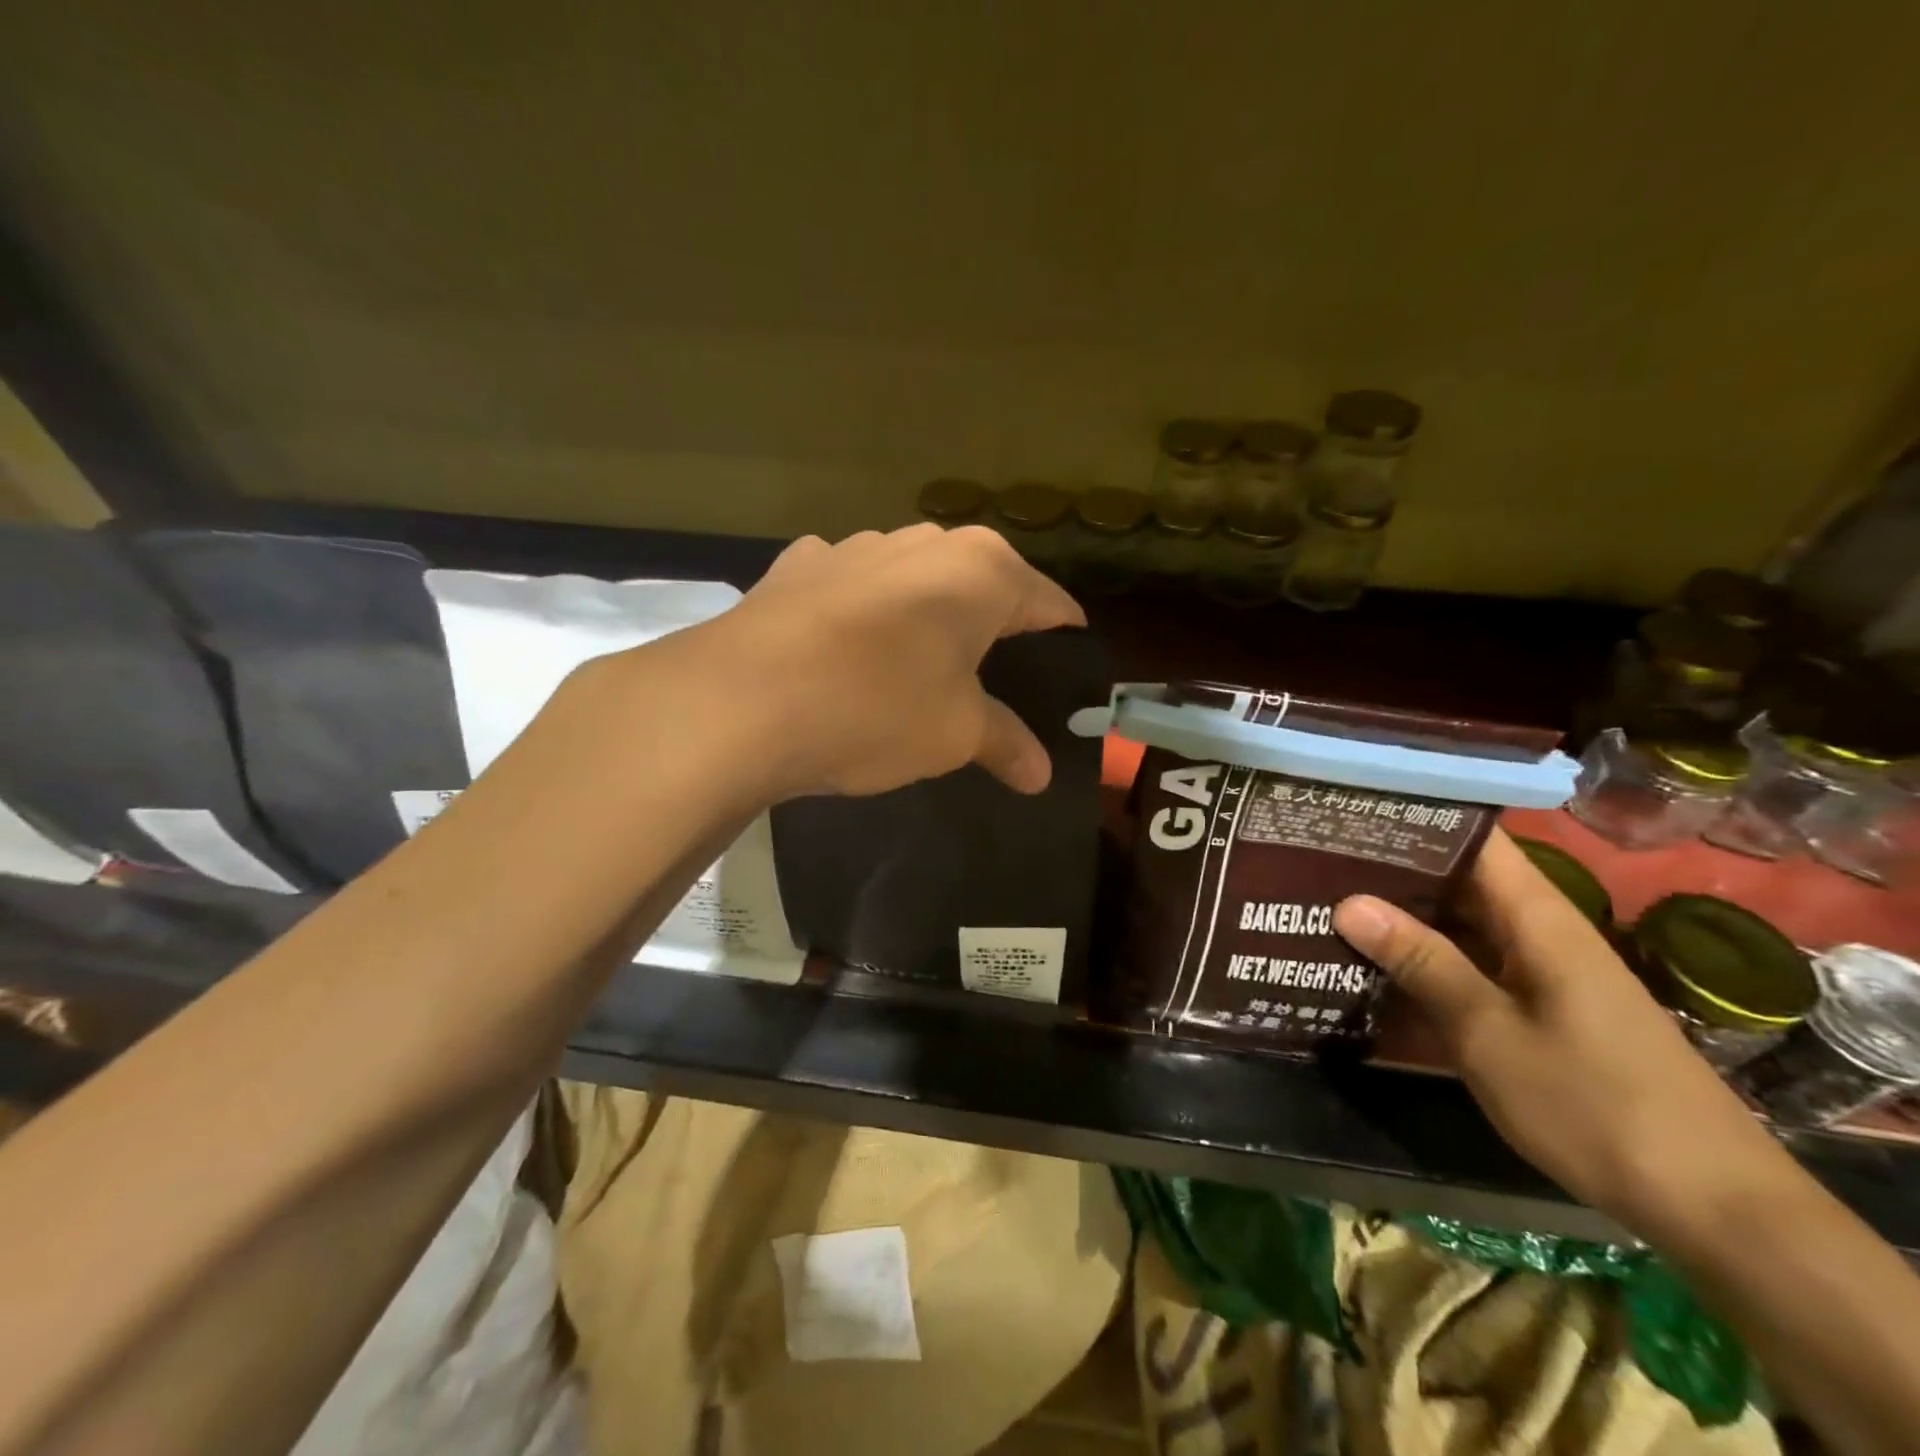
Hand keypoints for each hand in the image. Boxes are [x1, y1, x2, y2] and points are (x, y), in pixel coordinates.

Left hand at [685, 524, 1085, 798]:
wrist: (739, 700)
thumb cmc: (876, 708)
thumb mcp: (955, 734)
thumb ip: (1005, 743)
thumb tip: (1039, 775)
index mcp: (981, 571)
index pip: (1047, 602)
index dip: (1062, 637)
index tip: (1069, 667)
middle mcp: (923, 542)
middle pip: (980, 584)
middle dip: (993, 627)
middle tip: (996, 678)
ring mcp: (854, 547)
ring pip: (913, 582)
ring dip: (924, 618)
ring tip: (917, 668)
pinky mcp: (797, 567)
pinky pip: (851, 589)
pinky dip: (862, 615)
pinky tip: (846, 651)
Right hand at [1332, 830, 1787, 1238]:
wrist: (1713, 1206)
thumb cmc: (1594, 1105)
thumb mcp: (1490, 1033)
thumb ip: (1422, 962)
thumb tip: (1348, 901)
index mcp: (1539, 918)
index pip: (1475, 840)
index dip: (1416, 818)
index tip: (1350, 813)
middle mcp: (1541, 932)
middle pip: (1461, 878)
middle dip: (1392, 868)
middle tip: (1316, 860)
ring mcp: (1544, 972)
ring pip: (1462, 923)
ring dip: (1404, 916)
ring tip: (1328, 903)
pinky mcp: (1542, 1008)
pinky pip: (1474, 964)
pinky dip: (1427, 960)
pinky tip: (1376, 968)